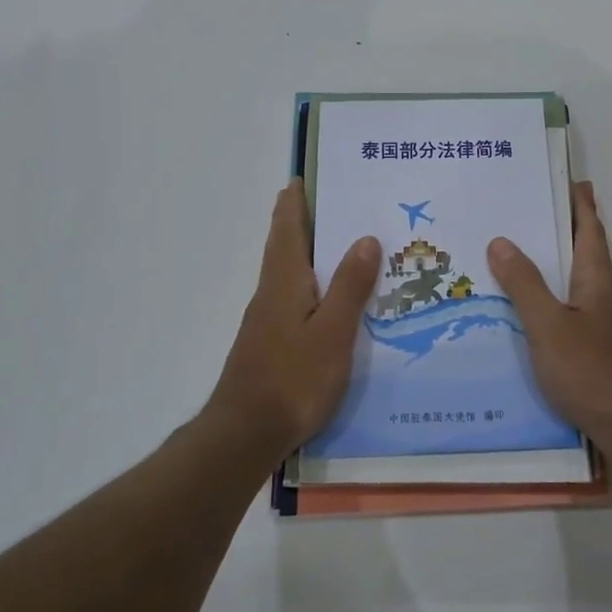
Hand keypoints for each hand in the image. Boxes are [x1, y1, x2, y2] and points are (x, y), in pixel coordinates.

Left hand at [209, 181, 380, 453]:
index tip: (302, 178)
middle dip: (299, 222)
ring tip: (337, 244)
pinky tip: (327, 300)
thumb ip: (349, 286)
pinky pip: (292, 299)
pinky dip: (309, 284)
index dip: (295, 203)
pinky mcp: (269, 344)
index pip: (288, 230)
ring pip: (288, 273)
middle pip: (284, 247)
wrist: (245, 433)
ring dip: (305, 252)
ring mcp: (266, 321)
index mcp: (284, 282)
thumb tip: (365, 237)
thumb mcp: (333, 332)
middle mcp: (270, 294)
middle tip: (327, 203)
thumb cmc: (293, 378)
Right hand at [488, 181, 611, 439]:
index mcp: (597, 278)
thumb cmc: (593, 371)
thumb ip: (525, 285)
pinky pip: (571, 307)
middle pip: (583, 250)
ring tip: (516, 255)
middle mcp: (605, 293)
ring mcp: (605, 322)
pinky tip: (528, 310)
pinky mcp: (600, 347)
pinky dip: (552, 296)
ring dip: (553, 263)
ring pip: (576, 280)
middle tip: (524, 212)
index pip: (589, 227)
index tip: (565, 178)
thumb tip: (501, 241)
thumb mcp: (549, 326)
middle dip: (560, 228)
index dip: (579, 202)